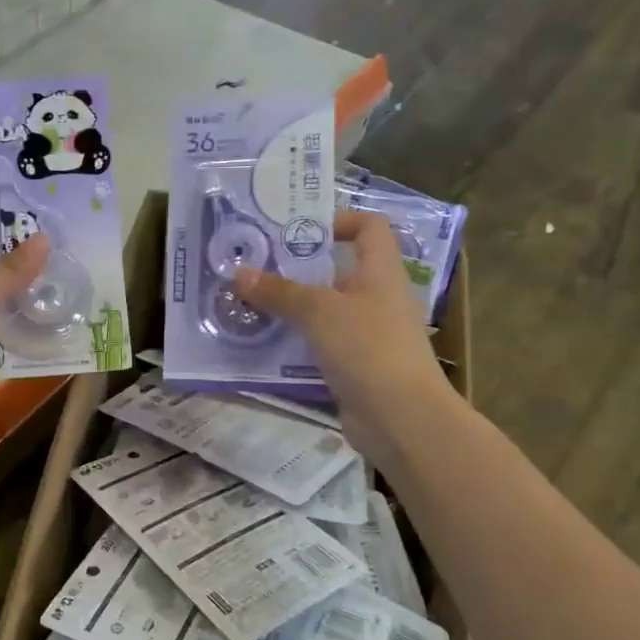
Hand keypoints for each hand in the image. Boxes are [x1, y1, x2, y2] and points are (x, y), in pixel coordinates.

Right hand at [235, 212, 454, 467]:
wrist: (401, 419)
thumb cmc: (367, 348)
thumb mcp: (318, 312)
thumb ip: (278, 291)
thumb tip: (239, 273)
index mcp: (380, 272)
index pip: (369, 227)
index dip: (339, 220)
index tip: (297, 230)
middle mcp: (377, 297)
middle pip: (338, 269)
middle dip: (297, 267)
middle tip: (254, 266)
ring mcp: (367, 334)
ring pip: (324, 309)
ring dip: (290, 306)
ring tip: (248, 303)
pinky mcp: (355, 365)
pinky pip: (320, 343)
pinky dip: (295, 340)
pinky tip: (263, 343)